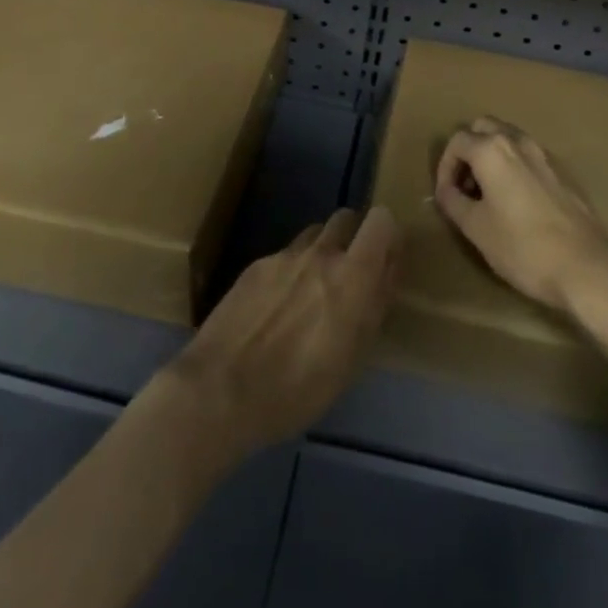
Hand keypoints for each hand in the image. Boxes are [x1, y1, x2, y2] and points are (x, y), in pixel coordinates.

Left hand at [162, 207, 399, 459]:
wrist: (220, 390)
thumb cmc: (298, 389)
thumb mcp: (352, 359)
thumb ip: (374, 306)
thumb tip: (387, 274)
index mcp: (352, 275)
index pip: (381, 220)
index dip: (387, 235)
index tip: (385, 260)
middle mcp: (320, 253)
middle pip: (346, 218)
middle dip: (354, 237)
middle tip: (350, 275)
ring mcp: (284, 256)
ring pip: (314, 235)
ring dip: (322, 252)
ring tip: (311, 292)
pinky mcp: (255, 265)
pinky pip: (285, 255)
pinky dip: (291, 271)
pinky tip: (276, 308)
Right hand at [433, 117, 607, 314]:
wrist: (585, 267)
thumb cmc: (522, 247)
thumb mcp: (475, 228)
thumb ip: (452, 201)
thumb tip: (446, 190)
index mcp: (492, 150)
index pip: (457, 141)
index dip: (445, 167)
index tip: (447, 195)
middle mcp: (518, 141)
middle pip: (483, 127)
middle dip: (469, 151)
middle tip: (466, 185)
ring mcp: (544, 154)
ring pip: (509, 138)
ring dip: (492, 156)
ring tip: (489, 194)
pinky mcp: (563, 171)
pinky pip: (529, 156)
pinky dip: (515, 166)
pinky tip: (517, 201)